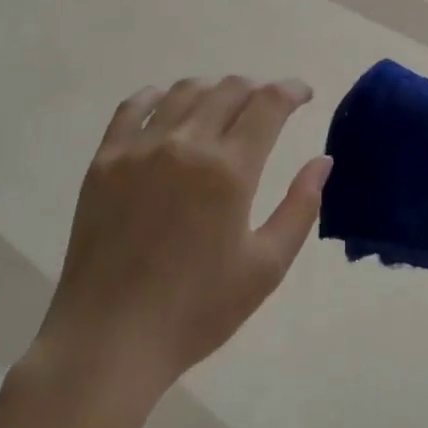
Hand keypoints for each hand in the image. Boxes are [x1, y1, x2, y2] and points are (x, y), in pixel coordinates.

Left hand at [30, 77, 332, 403]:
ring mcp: (140, 148)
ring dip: (213, 89)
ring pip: (184, 91)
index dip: (291, 90)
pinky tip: (166, 103)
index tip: (303, 94)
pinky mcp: (105, 159)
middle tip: (267, 105)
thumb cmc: (196, 311)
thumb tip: (322, 161)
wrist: (110, 339)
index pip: (268, 103)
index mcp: (229, 170)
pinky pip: (132, 107)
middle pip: (229, 89)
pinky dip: (156, 96)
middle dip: (257, 89)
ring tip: (223, 104)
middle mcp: (186, 144)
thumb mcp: (265, 267)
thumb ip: (300, 208)